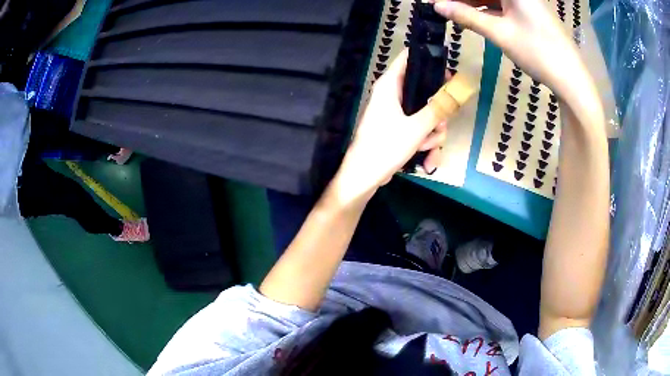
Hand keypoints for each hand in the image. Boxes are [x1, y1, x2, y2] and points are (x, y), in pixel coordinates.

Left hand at [332, 50, 470, 204]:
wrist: (364, 176)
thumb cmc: (386, 146)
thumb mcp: (417, 127)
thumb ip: (438, 108)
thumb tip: (457, 90)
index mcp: (390, 85)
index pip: (409, 58)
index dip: (429, 60)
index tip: (447, 71)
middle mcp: (392, 94)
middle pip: (424, 89)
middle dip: (437, 110)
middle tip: (442, 121)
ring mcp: (395, 113)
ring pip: (425, 112)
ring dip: (432, 131)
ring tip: (428, 146)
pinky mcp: (398, 129)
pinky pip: (419, 128)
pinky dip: (424, 141)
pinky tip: (424, 157)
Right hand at [434, 0, 592, 99]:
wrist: (571, 79)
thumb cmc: (538, 52)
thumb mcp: (500, 33)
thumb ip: (467, 16)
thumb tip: (437, 5)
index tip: (438, 3)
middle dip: (465, 0)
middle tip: (444, 8)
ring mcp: (527, 2)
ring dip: (475, 5)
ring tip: (456, 15)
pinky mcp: (531, 13)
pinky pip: (504, 6)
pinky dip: (490, 11)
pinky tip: (476, 18)